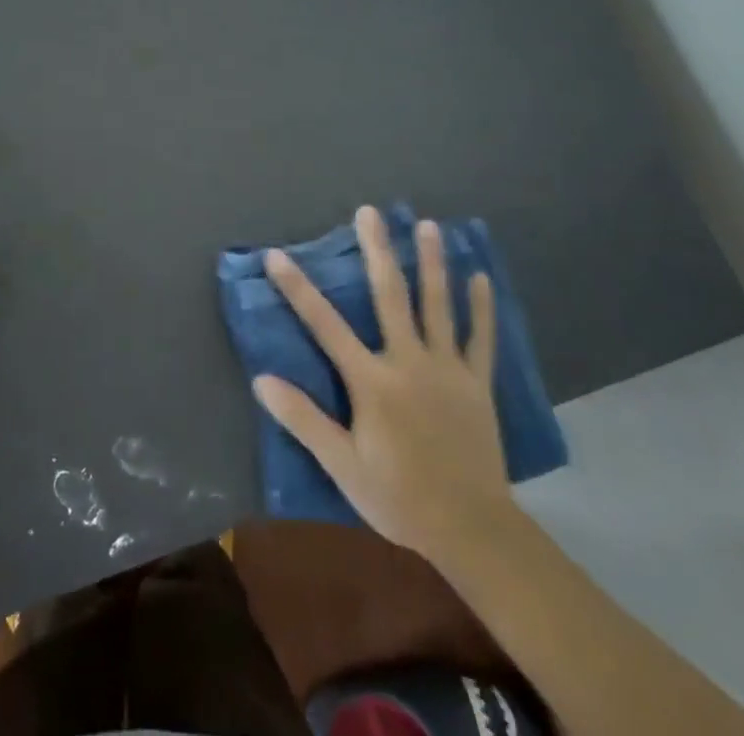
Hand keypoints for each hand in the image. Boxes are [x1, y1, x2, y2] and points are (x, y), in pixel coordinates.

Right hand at [253, 205, 511, 562]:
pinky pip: (481, 338)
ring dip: (432, 262)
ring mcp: (448, 369)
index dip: (298, 289)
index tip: (277, 254)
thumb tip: (261, 379)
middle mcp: (409, 362)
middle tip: (370, 212)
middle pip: (390, 296)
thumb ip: (303, 419)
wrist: (472, 530)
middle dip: (377, 251)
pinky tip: (482, 277)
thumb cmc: (399, 497)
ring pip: (439, 305)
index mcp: (373, 382)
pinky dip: (482, 307)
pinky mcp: (477, 383)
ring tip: (429, 225)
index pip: (325, 325)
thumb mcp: (342, 465)